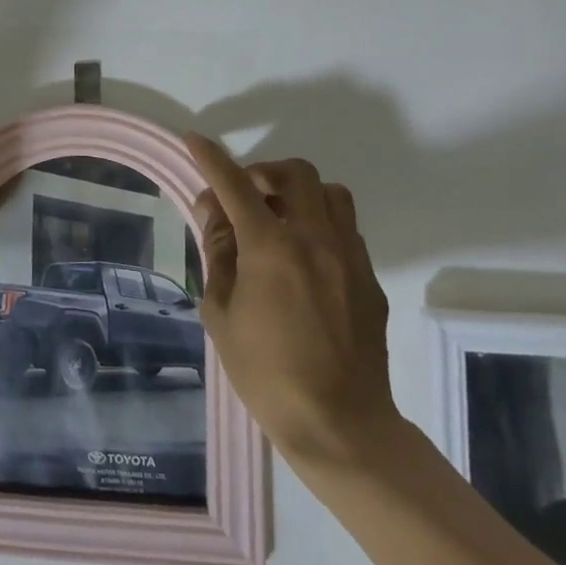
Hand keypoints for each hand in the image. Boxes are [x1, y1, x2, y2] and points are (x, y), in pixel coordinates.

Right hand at [185, 134, 402, 472]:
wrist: (340, 425)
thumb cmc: (266, 373)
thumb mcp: (221, 312)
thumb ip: (218, 255)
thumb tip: (217, 218)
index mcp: (271, 248)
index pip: (235, 186)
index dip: (211, 159)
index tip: (196, 139)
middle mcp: (315, 240)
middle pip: (294, 174)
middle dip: (262, 173)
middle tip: (244, 197)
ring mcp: (350, 257)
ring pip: (330, 193)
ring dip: (299, 193)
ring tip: (279, 220)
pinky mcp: (370, 279)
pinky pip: (346, 229)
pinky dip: (320, 224)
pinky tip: (304, 258)